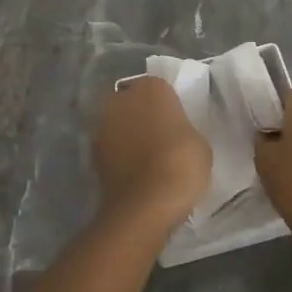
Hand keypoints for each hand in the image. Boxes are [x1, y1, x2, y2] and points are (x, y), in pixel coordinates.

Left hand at [92, 77, 211, 229]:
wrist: (145, 204)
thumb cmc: (181, 164)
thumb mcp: (199, 143)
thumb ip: (183, 130)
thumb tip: (175, 134)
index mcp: (151, 87)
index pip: (159, 88)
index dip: (167, 106)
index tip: (175, 123)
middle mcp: (121, 98)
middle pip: (133, 101)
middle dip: (142, 114)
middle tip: (159, 137)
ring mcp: (102, 124)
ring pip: (118, 123)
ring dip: (127, 134)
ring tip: (145, 157)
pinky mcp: (92, 152)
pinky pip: (111, 146)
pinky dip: (118, 154)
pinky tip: (134, 172)